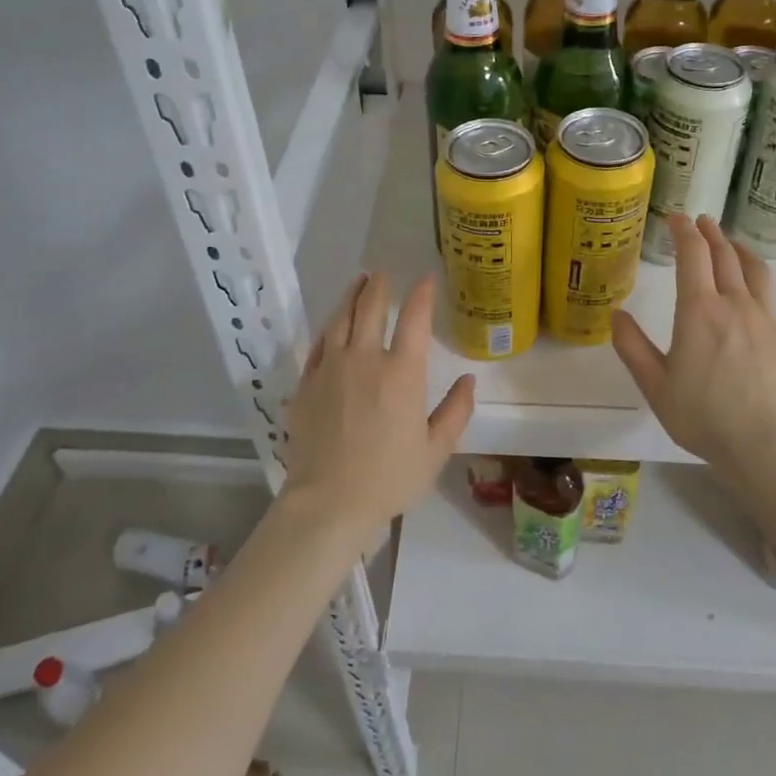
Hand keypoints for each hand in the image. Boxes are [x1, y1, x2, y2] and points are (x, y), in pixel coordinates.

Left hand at [281, 272, 474, 536]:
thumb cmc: (389, 478)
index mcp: (402, 372)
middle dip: (380, 286)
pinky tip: (334, 324)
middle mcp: (365, 359)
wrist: (329, 502)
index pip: (414, 319)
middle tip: (384, 273)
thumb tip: (468, 379)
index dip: (421, 294)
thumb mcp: (435, 451)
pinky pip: (319, 344)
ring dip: (352, 295)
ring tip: (359, 282)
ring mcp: (331, 367)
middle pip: (371, 308)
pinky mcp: (307, 382)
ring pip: (341, 318)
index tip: (426, 278)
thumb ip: (455, 412)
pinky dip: (330, 327)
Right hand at [611, 214, 775, 482]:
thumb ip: (632, 346)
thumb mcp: (654, 384)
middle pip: (724, 257)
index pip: (691, 256)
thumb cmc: (701, 417)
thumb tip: (617, 314)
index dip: (683, 232)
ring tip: (734, 244)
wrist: (760, 448)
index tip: (676, 218)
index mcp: (698, 311)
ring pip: (759, 273)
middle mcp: (735, 305)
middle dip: (711, 234)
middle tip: (702, 222)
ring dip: (744, 252)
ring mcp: (770, 320)